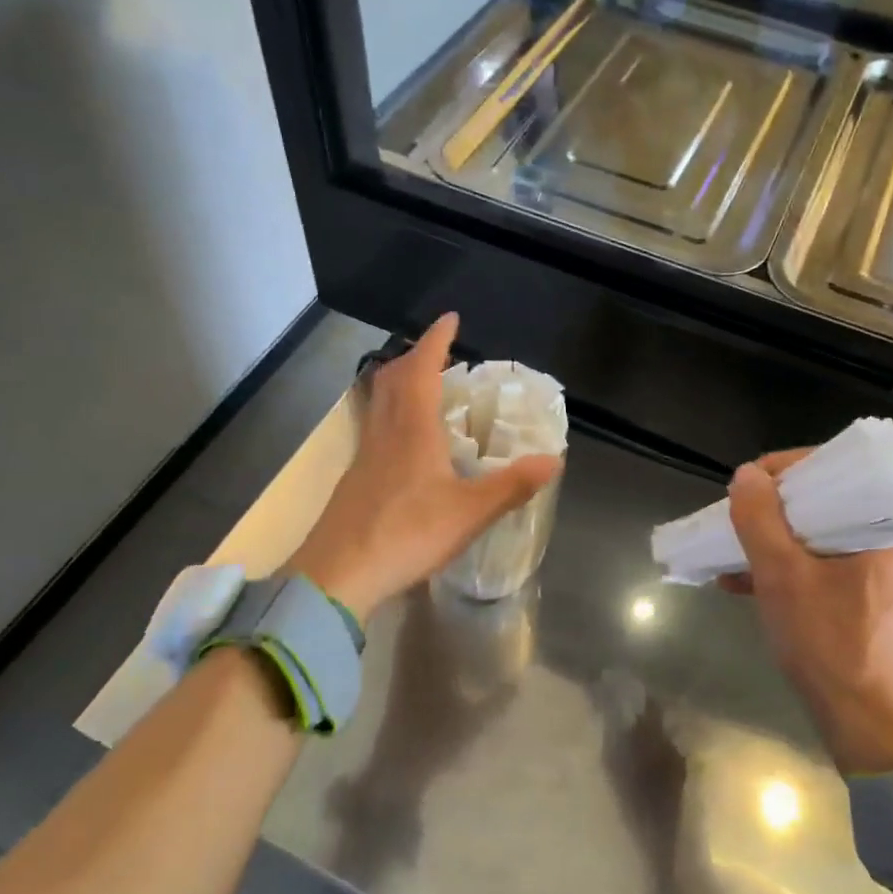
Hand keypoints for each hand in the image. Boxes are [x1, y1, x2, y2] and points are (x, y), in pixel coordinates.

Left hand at [289, 314, 561, 620]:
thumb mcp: (469, 513)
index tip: (450, 319)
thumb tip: (554, 459)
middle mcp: (385, 432)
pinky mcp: (355, 478)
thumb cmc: (407, 535)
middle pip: (394, 378)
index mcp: (413, 429)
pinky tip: (405, 440)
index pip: (422, 368)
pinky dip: (393, 414)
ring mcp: (365, 454)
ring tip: (424, 387)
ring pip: (379, 402)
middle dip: (416, 356)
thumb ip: (511, 486)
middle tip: (439, 352)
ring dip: (400, 383)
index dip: (436, 340)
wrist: (339, 574)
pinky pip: (375, 427)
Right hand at [723, 452, 892, 774]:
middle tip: (737, 523)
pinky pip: (832, 565)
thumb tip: (746, 475)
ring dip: (778, 542)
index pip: (837, 467)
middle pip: (830, 501)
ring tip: (733, 556)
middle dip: (774, 512)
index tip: (744, 491)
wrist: (873, 729)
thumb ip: (760, 520)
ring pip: (826, 535)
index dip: (783, 471)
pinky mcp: (881, 598)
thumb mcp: (782, 578)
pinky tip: (749, 584)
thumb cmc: (830, 647)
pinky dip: (795, 568)